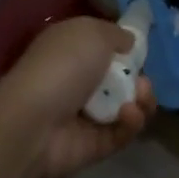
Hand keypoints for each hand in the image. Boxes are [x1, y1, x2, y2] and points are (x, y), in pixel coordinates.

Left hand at [0, 18, 155, 177]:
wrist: (34, 121)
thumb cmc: (64, 65)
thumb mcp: (93, 32)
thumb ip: (116, 34)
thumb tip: (128, 43)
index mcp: (72, 49)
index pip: (104, 47)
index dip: (125, 48)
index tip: (140, 50)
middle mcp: (78, 80)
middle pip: (121, 79)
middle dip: (139, 78)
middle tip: (143, 82)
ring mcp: (85, 115)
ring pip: (126, 106)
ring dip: (142, 100)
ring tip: (141, 97)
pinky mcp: (93, 145)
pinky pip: (121, 133)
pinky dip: (131, 123)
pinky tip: (128, 115)